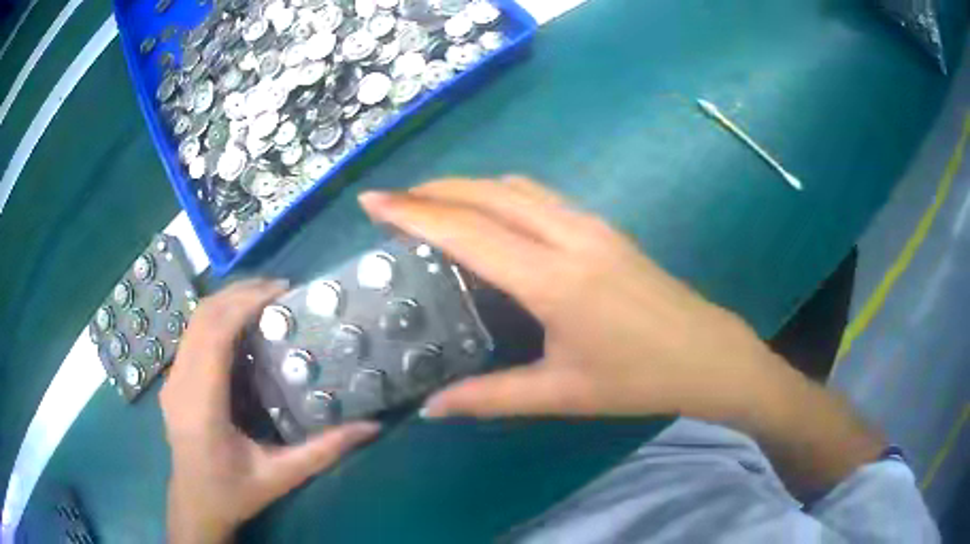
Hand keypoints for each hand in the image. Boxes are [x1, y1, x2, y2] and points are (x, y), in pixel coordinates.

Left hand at [160, 279, 379, 543]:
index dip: (244, 304)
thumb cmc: (234, 493)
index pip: (215, 335)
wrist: (196, 505)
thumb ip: (323, 451)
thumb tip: (370, 426)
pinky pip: (193, 336)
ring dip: (227, 302)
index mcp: (202, 406)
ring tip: (265, 300)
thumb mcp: (281, 477)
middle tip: (280, 290)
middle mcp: (180, 384)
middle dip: (239, 294)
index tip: (280, 291)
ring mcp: (172, 379)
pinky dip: (217, 319)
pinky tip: (241, 327)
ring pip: (194, 322)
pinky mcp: (173, 380)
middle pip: (203, 318)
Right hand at [360, 178, 883, 494]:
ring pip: (517, 188)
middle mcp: (570, 237)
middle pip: (489, 193)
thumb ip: (491, 397)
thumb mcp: (562, 394)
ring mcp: (592, 226)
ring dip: (469, 187)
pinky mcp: (605, 229)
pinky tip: (490, 216)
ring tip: (432, 204)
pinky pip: (541, 197)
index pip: (468, 231)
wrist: (709, 355)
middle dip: (434, 189)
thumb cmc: (639, 379)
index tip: (374, 202)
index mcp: (553, 280)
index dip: (414, 213)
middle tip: (392, 201)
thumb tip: (432, 409)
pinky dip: (501, 196)